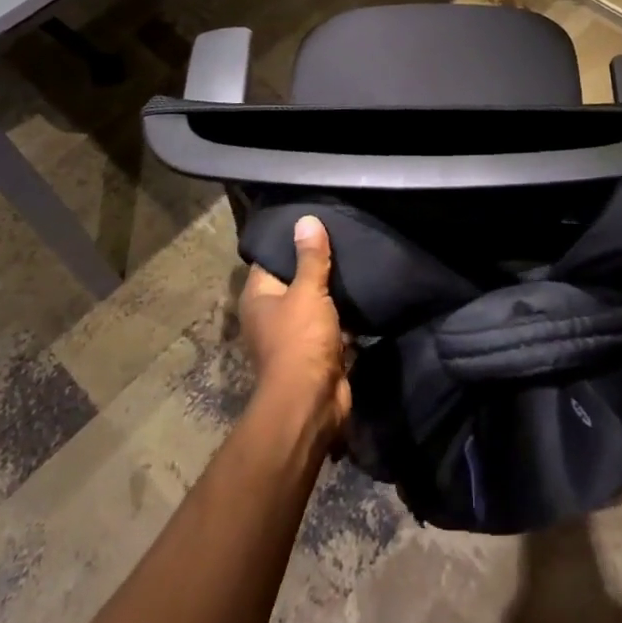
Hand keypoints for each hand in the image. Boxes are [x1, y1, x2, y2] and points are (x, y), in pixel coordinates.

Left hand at [239, 215, 350, 439]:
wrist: (313, 402)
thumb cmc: (301, 340)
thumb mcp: (308, 292)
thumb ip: (311, 257)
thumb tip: (306, 219)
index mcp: (258, 298)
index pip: (270, 259)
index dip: (289, 240)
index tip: (313, 219)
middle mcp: (270, 315)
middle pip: (294, 280)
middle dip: (315, 263)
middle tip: (340, 234)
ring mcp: (294, 336)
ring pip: (314, 303)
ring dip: (332, 290)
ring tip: (355, 256)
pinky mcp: (317, 352)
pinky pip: (331, 324)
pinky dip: (344, 313)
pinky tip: (363, 291)